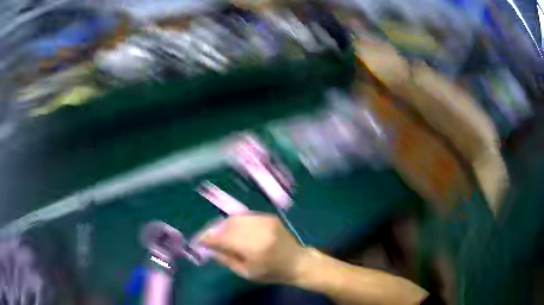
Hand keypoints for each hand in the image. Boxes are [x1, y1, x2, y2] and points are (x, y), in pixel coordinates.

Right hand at [201, 214, 306, 283]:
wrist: (297, 262)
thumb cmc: (272, 272)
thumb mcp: (246, 272)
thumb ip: (226, 258)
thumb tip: (209, 247)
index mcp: (253, 248)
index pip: (223, 238)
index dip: (207, 238)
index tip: (198, 241)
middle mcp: (258, 230)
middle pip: (227, 225)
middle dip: (214, 230)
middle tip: (208, 237)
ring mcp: (265, 220)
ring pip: (235, 218)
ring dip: (224, 225)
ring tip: (220, 234)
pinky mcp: (269, 216)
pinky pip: (245, 216)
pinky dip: (236, 222)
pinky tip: (234, 230)